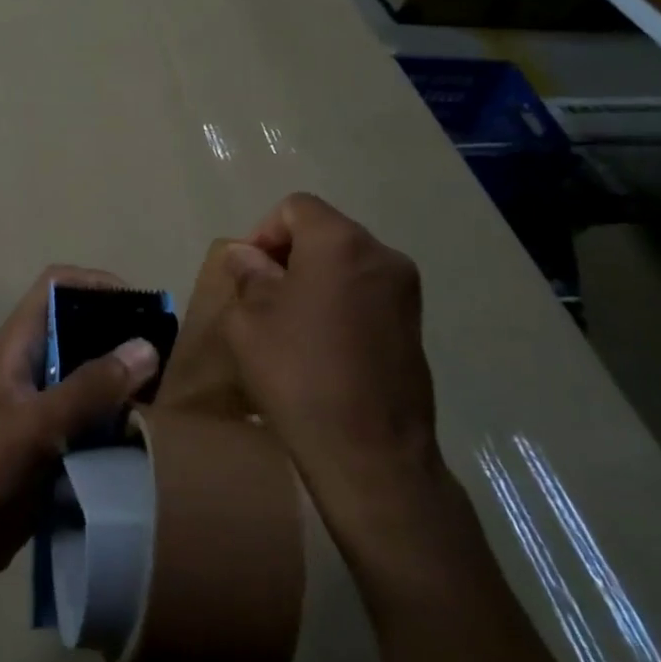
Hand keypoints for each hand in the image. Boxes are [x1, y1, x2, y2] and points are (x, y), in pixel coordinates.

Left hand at [0, 266, 160, 578]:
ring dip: (122, 377)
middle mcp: (31, 362)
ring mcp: (40, 399)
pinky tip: (144, 429)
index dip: (96, 282)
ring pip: (88, 370)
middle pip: (79, 325)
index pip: (57, 285)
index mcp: (18, 344)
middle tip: (164, 353)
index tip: (139, 305)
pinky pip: (90, 410)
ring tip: (163, 390)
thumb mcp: (39, 424)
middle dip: (119, 332)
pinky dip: (116, 413)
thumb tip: (147, 347)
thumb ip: (91, 387)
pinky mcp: (50, 434)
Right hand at [221, 193, 446, 553]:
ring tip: (287, 321)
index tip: (247, 272)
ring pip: (346, 263)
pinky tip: (319, 343)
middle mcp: (382, 255)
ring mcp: (405, 292)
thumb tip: (246, 256)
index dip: (263, 232)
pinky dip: (338, 301)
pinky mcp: (414, 325)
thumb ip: (248, 276)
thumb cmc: (299, 375)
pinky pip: (366, 292)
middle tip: (260, 295)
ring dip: (313, 278)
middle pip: (324, 232)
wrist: (370, 453)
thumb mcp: (250, 321)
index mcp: (340, 243)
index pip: (296, 208)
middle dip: (287, 254)